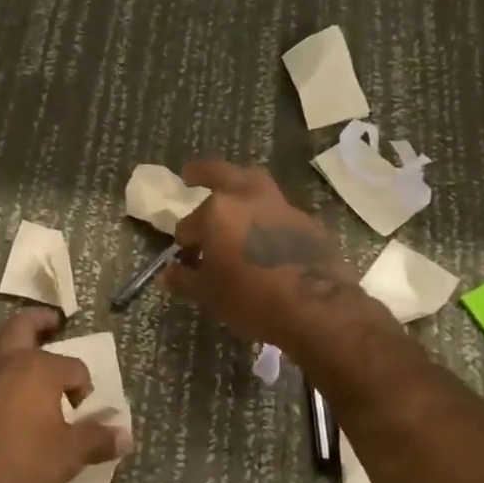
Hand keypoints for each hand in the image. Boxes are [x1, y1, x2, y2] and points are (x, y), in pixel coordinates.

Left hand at [0, 308, 132, 482]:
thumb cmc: (22, 469)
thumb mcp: (68, 457)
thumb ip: (96, 440)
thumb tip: (124, 435)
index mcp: (38, 369)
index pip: (72, 366)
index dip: (82, 385)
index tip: (81, 407)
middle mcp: (6, 361)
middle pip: (23, 325)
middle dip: (40, 321)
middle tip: (53, 324)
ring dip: (6, 333)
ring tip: (18, 342)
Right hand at [162, 161, 362, 347]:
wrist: (317, 310)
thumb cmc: (252, 300)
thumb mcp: (210, 295)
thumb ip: (185, 279)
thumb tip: (167, 274)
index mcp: (217, 212)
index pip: (188, 225)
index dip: (185, 242)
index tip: (186, 258)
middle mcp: (247, 199)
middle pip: (222, 174)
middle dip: (204, 172)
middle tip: (191, 174)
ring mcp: (281, 207)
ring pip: (255, 184)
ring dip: (240, 187)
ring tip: (232, 198)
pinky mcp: (307, 222)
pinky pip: (278, 211)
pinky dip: (266, 216)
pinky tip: (265, 236)